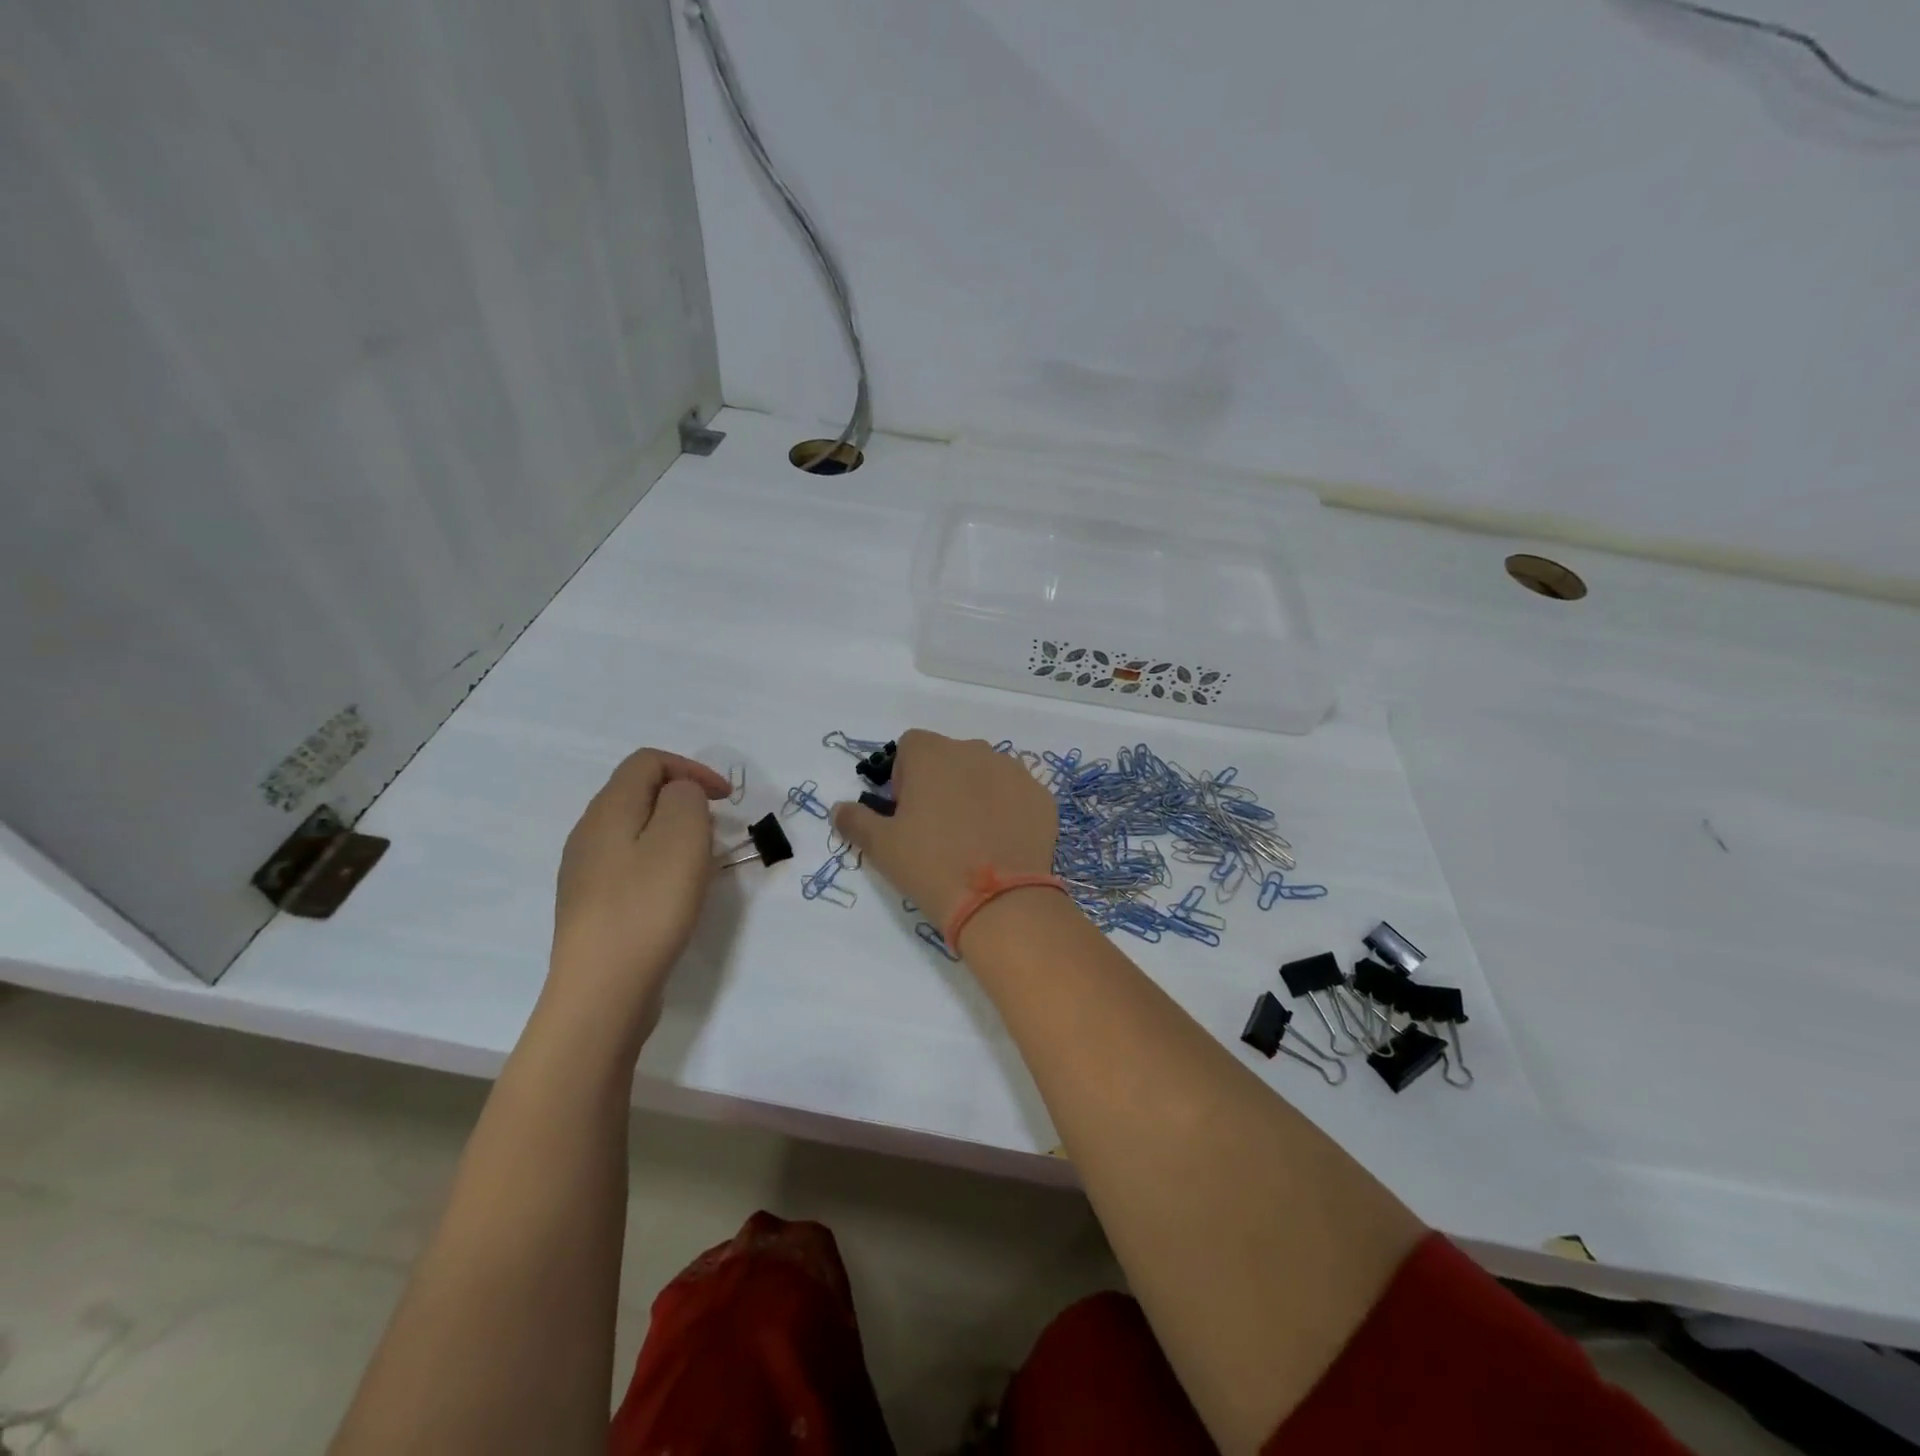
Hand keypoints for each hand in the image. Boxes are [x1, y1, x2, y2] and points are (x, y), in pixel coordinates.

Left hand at [547, 748, 730, 1039]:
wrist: (602, 990)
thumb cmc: (648, 906)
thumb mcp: (681, 836)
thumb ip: (685, 798)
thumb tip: (679, 795)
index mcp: (609, 809)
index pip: (648, 761)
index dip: (692, 769)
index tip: (726, 801)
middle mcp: (589, 833)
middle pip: (639, 793)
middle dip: (684, 802)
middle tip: (714, 833)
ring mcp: (585, 872)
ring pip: (635, 831)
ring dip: (674, 835)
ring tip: (700, 865)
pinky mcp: (591, 906)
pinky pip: (630, 865)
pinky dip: (660, 865)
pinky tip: (674, 897)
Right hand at [831, 730, 1058, 934]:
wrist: (1000, 900)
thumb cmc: (931, 865)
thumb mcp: (881, 847)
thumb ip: (856, 820)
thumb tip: (838, 808)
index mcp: (933, 754)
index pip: (911, 746)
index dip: (903, 776)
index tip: (905, 811)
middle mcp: (975, 751)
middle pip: (950, 756)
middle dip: (941, 782)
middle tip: (937, 828)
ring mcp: (1014, 771)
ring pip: (986, 773)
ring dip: (976, 792)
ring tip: (973, 837)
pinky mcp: (1041, 796)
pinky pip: (1017, 794)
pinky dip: (1008, 809)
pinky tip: (1002, 843)